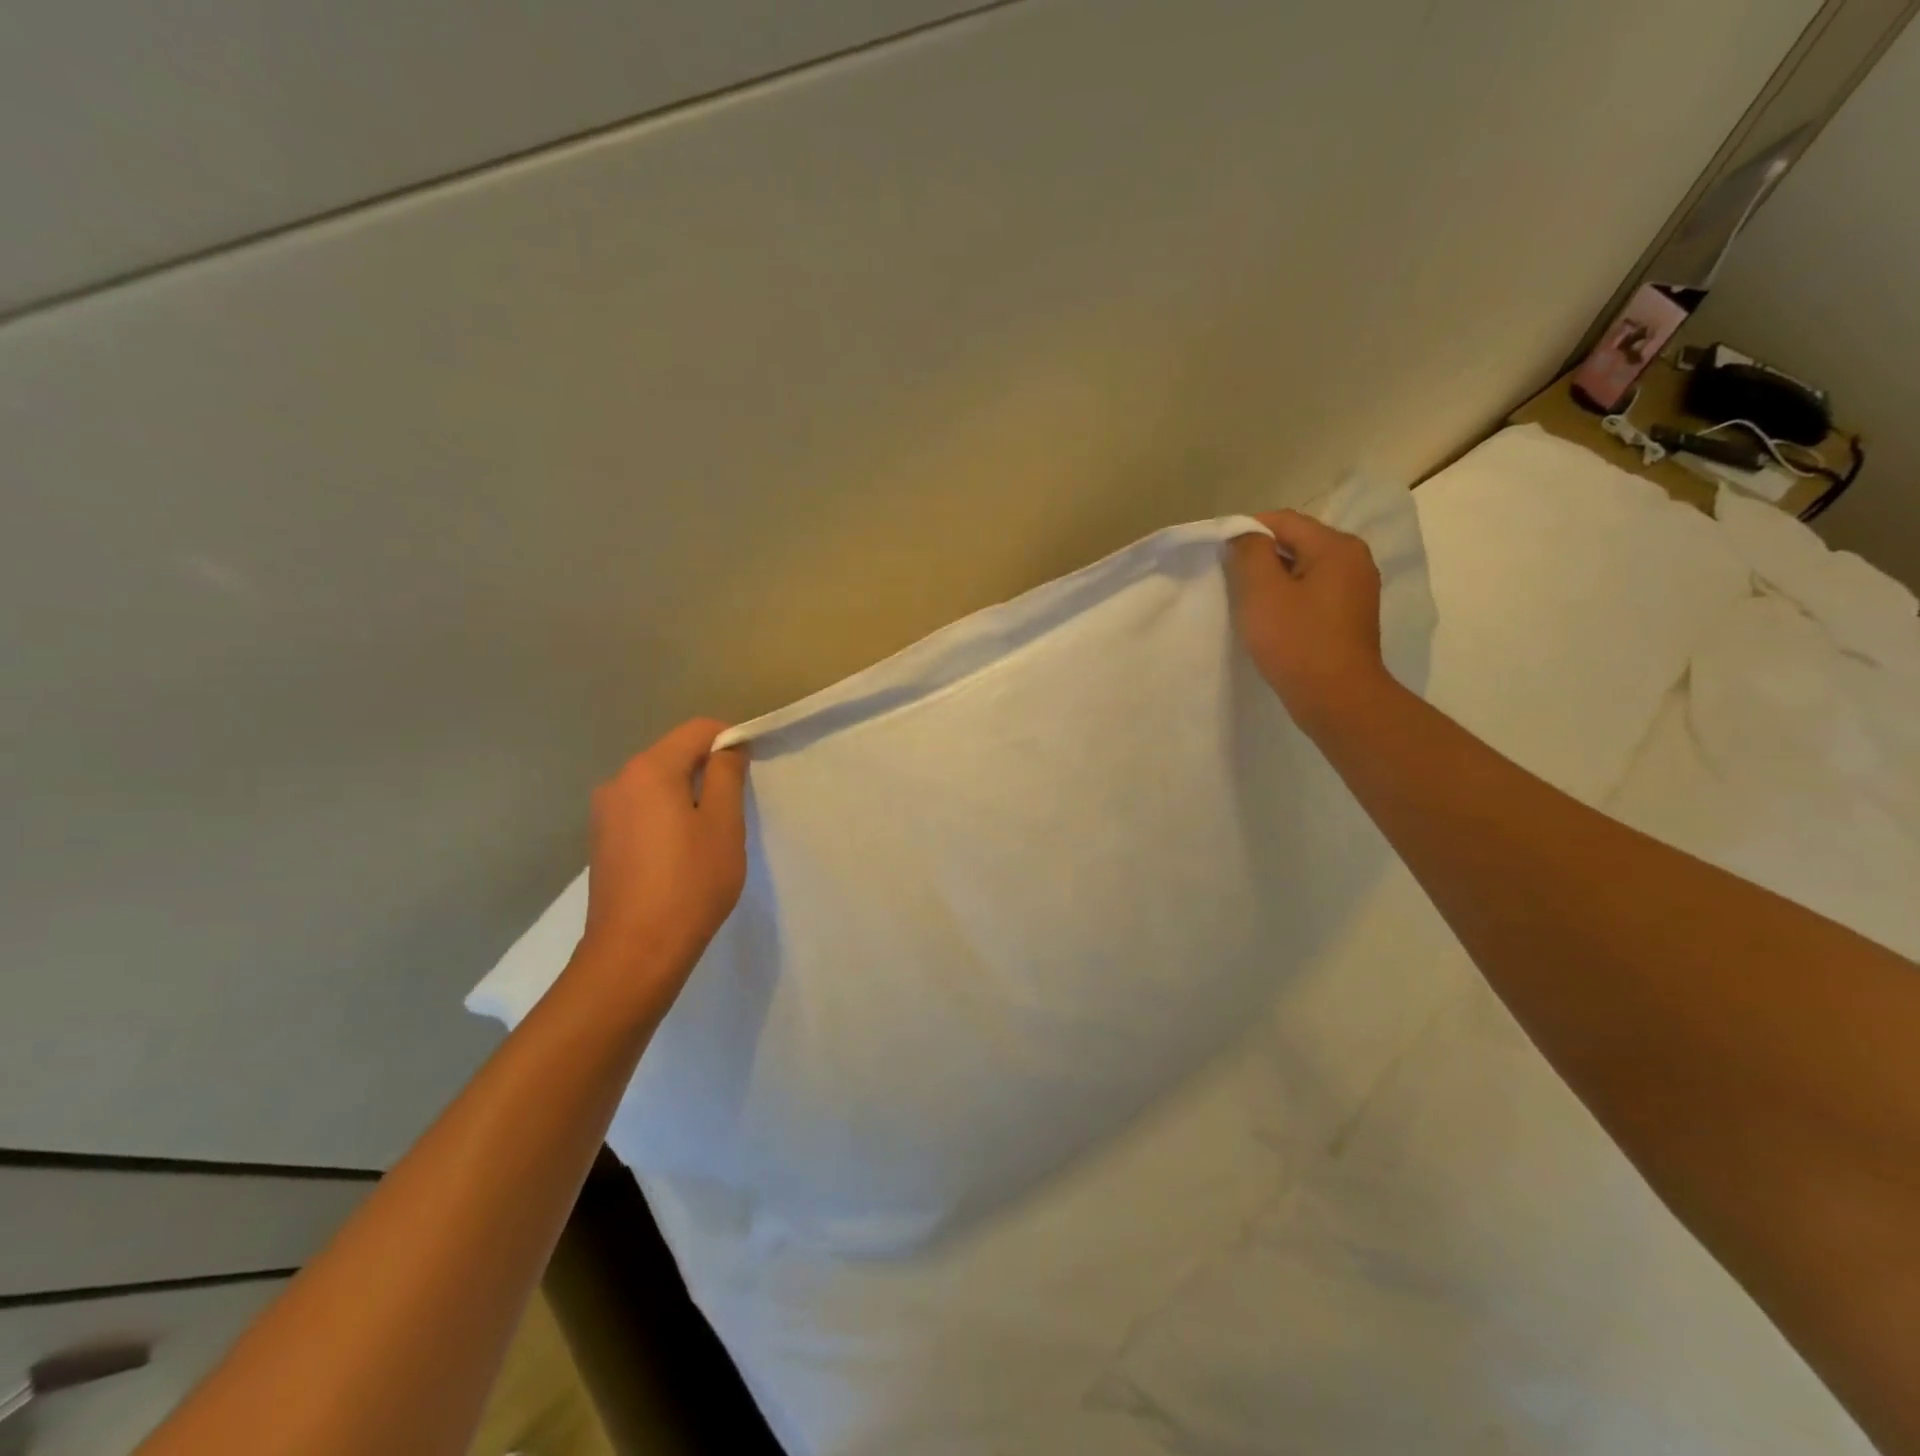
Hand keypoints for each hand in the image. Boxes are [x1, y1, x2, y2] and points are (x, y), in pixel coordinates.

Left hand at [576, 718, 748, 997]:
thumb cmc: (690, 883)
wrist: (635, 952)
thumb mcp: (723, 824)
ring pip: (657, 783)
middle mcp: (618, 781)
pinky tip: (681, 851)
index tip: (751, 770)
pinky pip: (642, 809)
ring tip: (711, 834)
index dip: (730, 740)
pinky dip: (667, 815)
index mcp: (649, 770)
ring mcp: (604, 812)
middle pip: (673, 754)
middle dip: (708, 769)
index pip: (697, 730)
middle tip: (736, 807)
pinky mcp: (601, 840)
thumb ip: (726, 776)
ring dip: (688, 795)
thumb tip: (728, 748)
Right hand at [1226, 510, 1389, 731]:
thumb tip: (1243, 535)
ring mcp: (1356, 589)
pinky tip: (1272, 621)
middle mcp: (1354, 559)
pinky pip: (1312, 593)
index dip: (1246, 531)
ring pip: (1303, 569)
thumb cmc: (1296, 642)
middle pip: (1295, 542)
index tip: (1219, 556)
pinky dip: (1289, 598)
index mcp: (1336, 546)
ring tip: (1247, 603)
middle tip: (1229, 582)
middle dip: (1259, 557)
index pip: (1283, 520)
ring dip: (1273, 580)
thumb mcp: (1261, 592)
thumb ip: (1249, 553)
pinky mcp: (1350, 616)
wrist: (1337, 699)